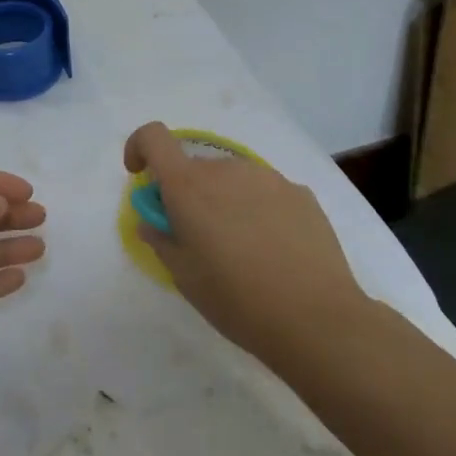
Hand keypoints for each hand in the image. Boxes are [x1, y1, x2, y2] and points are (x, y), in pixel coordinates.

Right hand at [124, 121, 367, 363]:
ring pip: (232, 178)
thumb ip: (161, 239)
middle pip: (195, 166)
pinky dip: (257, 209)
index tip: (142, 176)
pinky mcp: (300, 193)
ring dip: (224, 201)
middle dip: (187, 192)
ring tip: (240, 248)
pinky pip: (265, 192)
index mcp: (189, 185)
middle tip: (197, 237)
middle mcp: (227, 169)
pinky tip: (274, 250)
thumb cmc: (236, 299)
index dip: (140, 148)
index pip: (153, 137)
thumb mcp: (184, 277)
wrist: (316, 318)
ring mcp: (268, 178)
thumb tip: (154, 221)